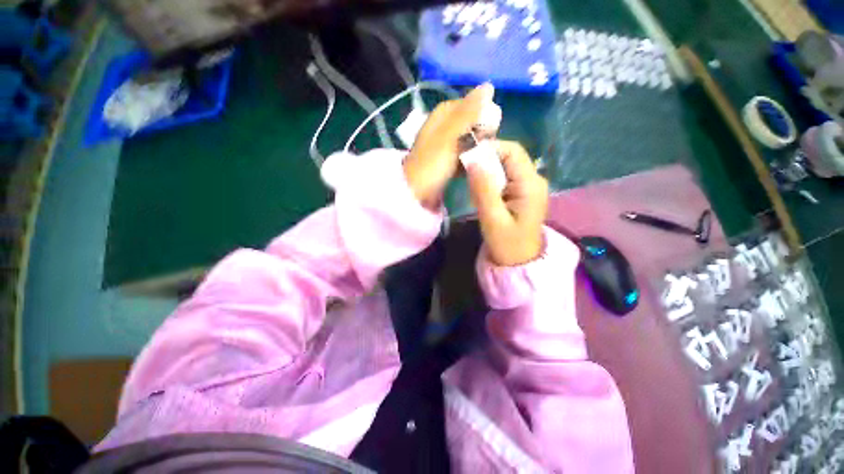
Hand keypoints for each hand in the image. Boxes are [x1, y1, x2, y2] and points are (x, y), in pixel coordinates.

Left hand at [404, 83, 494, 208]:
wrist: (416, 193)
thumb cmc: (432, 164)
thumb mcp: (449, 136)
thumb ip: (467, 113)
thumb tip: (488, 85)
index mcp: (439, 118)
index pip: (464, 105)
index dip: (479, 111)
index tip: (493, 122)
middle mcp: (440, 130)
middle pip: (465, 123)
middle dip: (479, 130)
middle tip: (490, 140)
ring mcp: (442, 149)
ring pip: (465, 140)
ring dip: (476, 145)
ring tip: (487, 154)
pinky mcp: (444, 164)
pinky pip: (461, 156)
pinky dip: (470, 158)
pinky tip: (477, 164)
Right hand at [466, 140, 547, 265]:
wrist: (519, 262)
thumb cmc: (507, 244)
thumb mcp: (493, 218)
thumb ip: (483, 190)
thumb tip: (473, 160)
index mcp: (530, 184)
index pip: (512, 151)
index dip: (490, 148)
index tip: (467, 157)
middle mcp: (533, 180)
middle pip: (508, 156)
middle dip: (485, 159)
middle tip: (465, 170)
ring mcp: (528, 186)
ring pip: (505, 166)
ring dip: (486, 169)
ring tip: (469, 180)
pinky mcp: (521, 193)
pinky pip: (504, 177)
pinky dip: (489, 179)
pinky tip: (479, 189)